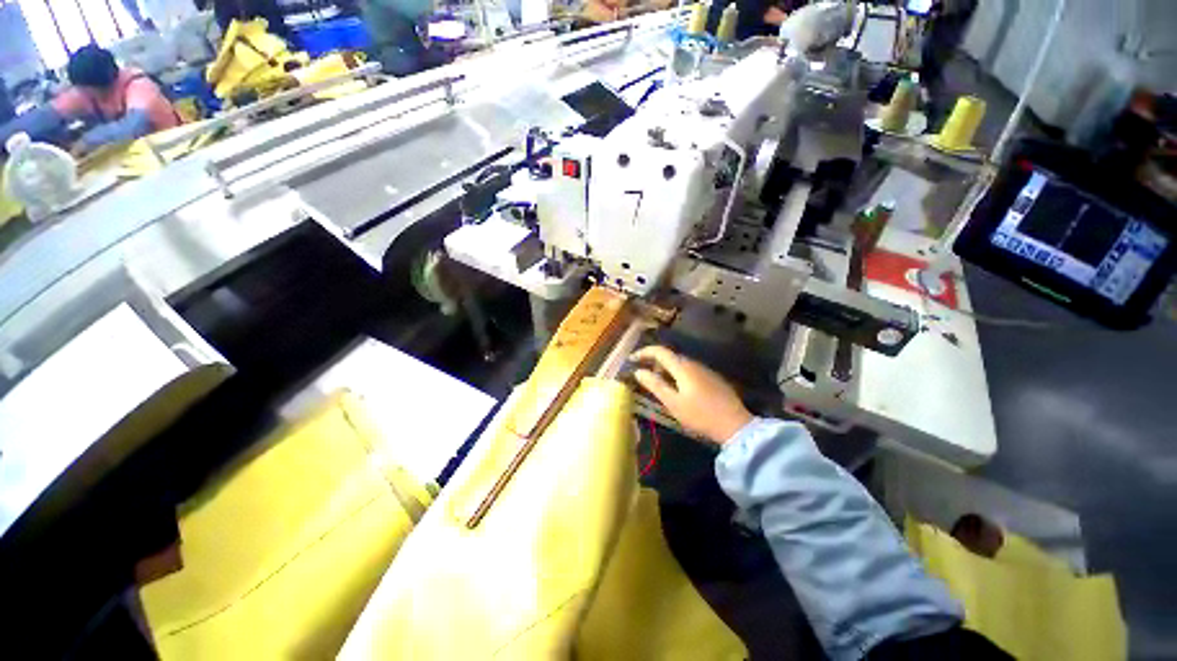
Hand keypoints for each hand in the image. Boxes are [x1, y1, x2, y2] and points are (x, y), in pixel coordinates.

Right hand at [630, 346, 752, 444]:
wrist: (735, 425)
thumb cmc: (700, 415)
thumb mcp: (673, 402)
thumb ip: (655, 385)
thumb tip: (638, 371)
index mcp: (683, 367)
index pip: (660, 351)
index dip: (644, 352)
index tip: (632, 359)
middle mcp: (694, 363)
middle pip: (670, 356)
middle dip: (654, 362)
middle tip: (643, 375)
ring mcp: (705, 370)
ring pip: (680, 364)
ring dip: (666, 369)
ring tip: (658, 384)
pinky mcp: (712, 378)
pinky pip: (689, 370)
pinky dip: (677, 374)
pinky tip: (677, 389)